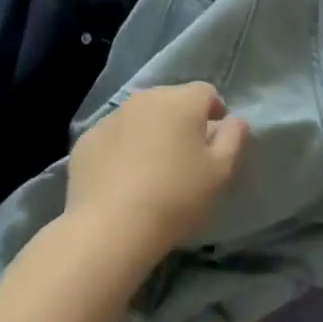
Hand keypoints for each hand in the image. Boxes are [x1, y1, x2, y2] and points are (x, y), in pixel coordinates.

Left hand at [66, 83, 248, 263]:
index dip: (214, 113)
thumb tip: (235, 120)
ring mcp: (112, 117)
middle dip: (181, 121)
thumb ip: (234, 139)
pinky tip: (122, 180)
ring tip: (151, 170)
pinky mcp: (86, 140)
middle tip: (184, 158)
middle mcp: (147, 98)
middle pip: (171, 101)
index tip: (213, 142)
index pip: (206, 92)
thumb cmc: (175, 197)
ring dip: (150, 132)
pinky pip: (114, 137)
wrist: (110, 228)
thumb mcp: (220, 172)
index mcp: (182, 100)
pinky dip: (121, 149)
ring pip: (141, 117)